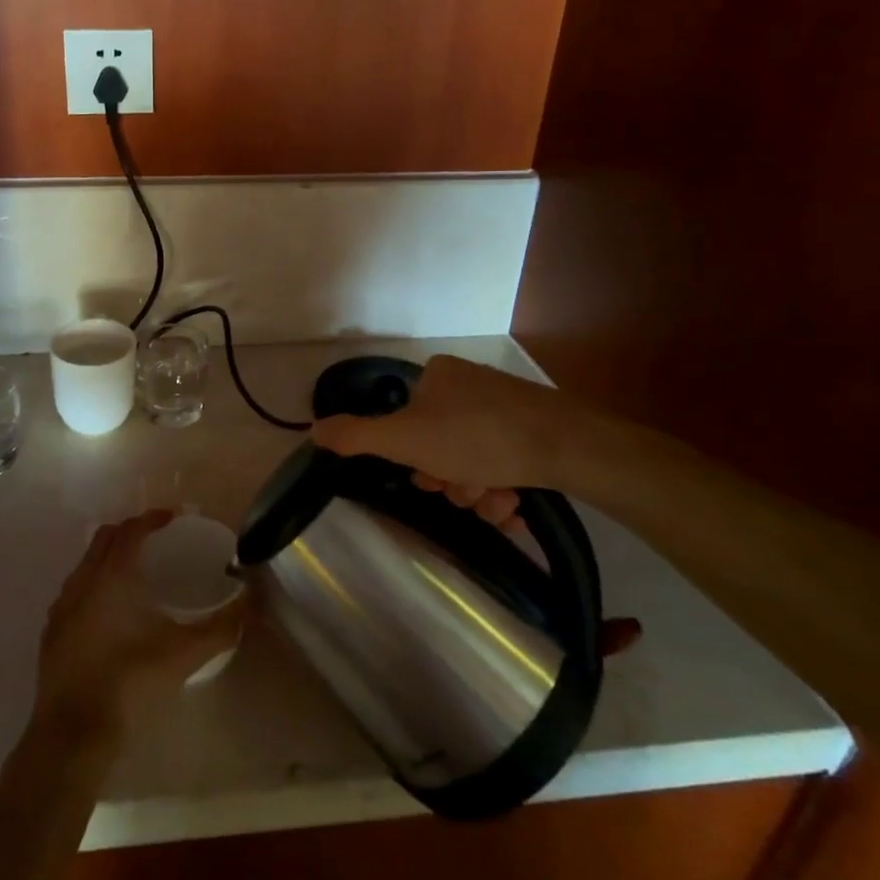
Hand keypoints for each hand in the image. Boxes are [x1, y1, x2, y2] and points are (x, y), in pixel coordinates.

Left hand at [34, 509, 243, 745]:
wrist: (72, 737)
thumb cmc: (129, 685)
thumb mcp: (183, 656)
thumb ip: (220, 628)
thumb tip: (249, 603)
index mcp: (111, 576)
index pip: (131, 530)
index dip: (152, 518)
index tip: (173, 518)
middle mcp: (82, 581)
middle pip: (105, 538)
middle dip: (130, 532)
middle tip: (157, 541)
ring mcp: (61, 608)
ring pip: (86, 564)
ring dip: (109, 558)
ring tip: (135, 575)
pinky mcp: (51, 634)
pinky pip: (74, 592)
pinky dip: (93, 586)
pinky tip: (110, 614)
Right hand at [314, 357, 646, 657]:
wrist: (568, 445)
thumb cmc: (476, 437)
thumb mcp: (404, 439)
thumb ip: (356, 436)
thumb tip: (311, 429)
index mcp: (437, 375)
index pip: (409, 421)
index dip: (414, 457)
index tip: (429, 479)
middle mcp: (470, 383)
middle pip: (442, 443)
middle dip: (450, 478)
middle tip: (465, 493)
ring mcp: (507, 404)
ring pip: (475, 458)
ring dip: (478, 490)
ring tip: (497, 503)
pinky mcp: (537, 427)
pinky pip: (506, 460)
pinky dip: (504, 486)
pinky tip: (514, 504)